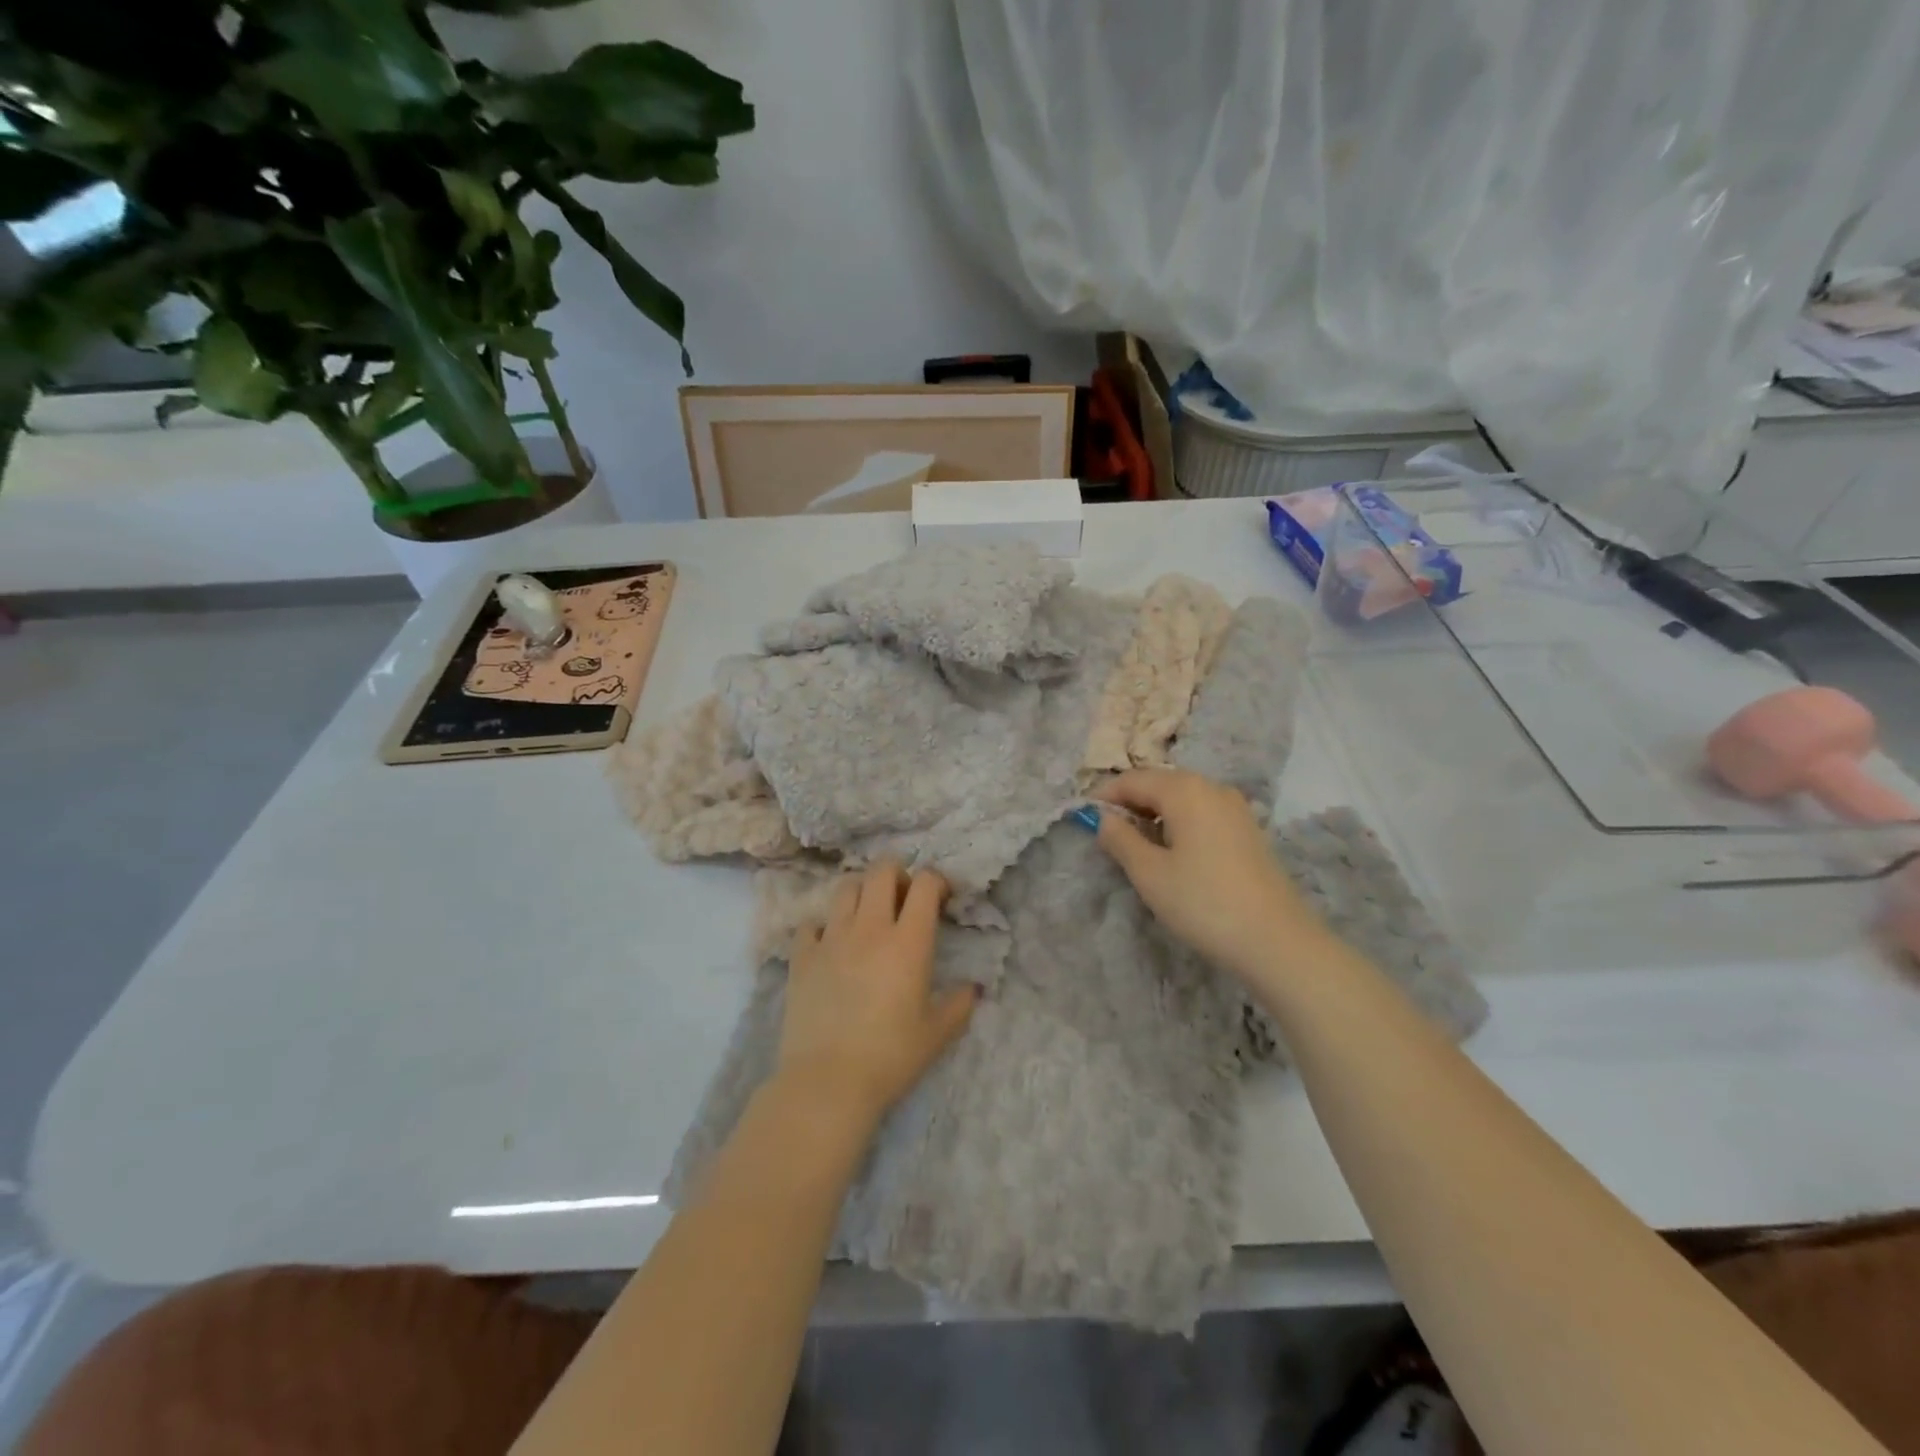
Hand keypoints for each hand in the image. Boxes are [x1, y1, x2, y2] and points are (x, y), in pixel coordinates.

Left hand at [774, 861, 978, 1128]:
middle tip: (904, 899)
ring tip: (868, 916)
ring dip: (862, 892)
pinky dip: (824, 926)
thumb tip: (973, 988)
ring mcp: (831, 938)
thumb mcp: (938, 1034)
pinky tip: (831, 946)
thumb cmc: (891, 1057)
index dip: (937, 882)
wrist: (828, 1082)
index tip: (942, 900)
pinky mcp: (801, 956)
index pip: (926, 884)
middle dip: (898, 874)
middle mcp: (870, 928)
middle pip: (882, 871)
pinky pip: (811, 923)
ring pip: (846, 887)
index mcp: (909, 941)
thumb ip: (960, 1004)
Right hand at [1093, 768, 1323, 978]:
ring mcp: (1235, 808)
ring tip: (1137, 845)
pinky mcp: (1248, 830)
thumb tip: (1103, 818)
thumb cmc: (1203, 903)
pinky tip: (1174, 852)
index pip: (1133, 780)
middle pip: (1160, 783)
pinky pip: (1203, 813)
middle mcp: (1211, 787)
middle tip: (1108, 833)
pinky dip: (1180, 823)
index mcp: (1184, 790)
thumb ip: (1120, 839)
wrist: (1277, 941)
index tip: (1083, 819)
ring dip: (1155, 813)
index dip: (1105, 796)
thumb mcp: (1150, 873)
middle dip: (1130, 803)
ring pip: (1183, 798)